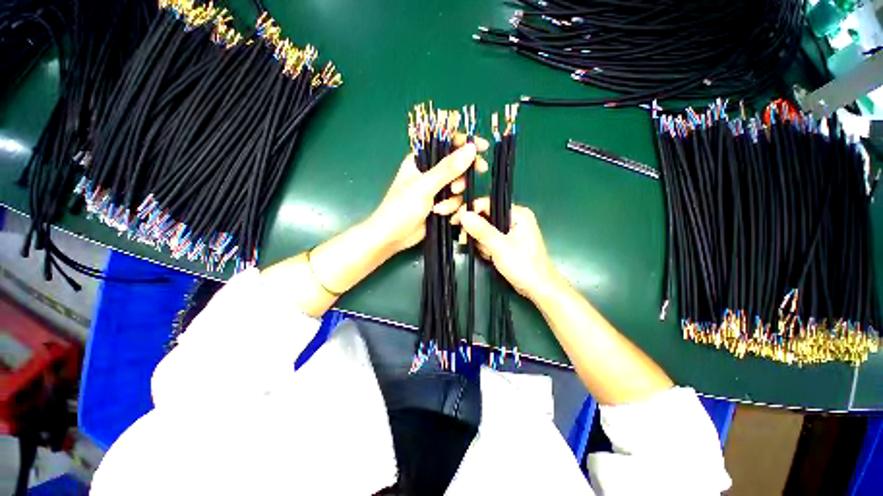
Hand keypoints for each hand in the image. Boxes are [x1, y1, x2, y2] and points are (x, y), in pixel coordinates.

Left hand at [368, 134, 488, 253]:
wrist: (393, 237)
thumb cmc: (402, 207)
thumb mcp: (425, 186)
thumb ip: (448, 169)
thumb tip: (471, 148)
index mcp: (421, 160)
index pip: (445, 144)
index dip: (464, 143)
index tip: (482, 147)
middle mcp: (429, 173)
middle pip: (456, 166)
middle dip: (463, 174)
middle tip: (478, 172)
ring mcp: (436, 190)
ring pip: (458, 186)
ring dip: (453, 198)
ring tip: (441, 207)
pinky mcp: (440, 204)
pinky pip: (455, 201)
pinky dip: (451, 207)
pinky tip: (442, 214)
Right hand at [452, 199, 560, 298]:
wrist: (539, 288)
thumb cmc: (524, 266)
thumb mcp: (500, 247)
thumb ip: (481, 230)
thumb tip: (463, 214)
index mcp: (517, 214)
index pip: (488, 203)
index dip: (470, 210)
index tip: (454, 220)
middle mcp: (514, 219)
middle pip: (485, 217)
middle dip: (475, 231)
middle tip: (466, 241)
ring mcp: (511, 232)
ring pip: (486, 230)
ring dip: (481, 242)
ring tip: (487, 254)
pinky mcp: (508, 243)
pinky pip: (490, 240)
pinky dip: (486, 248)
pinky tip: (490, 257)